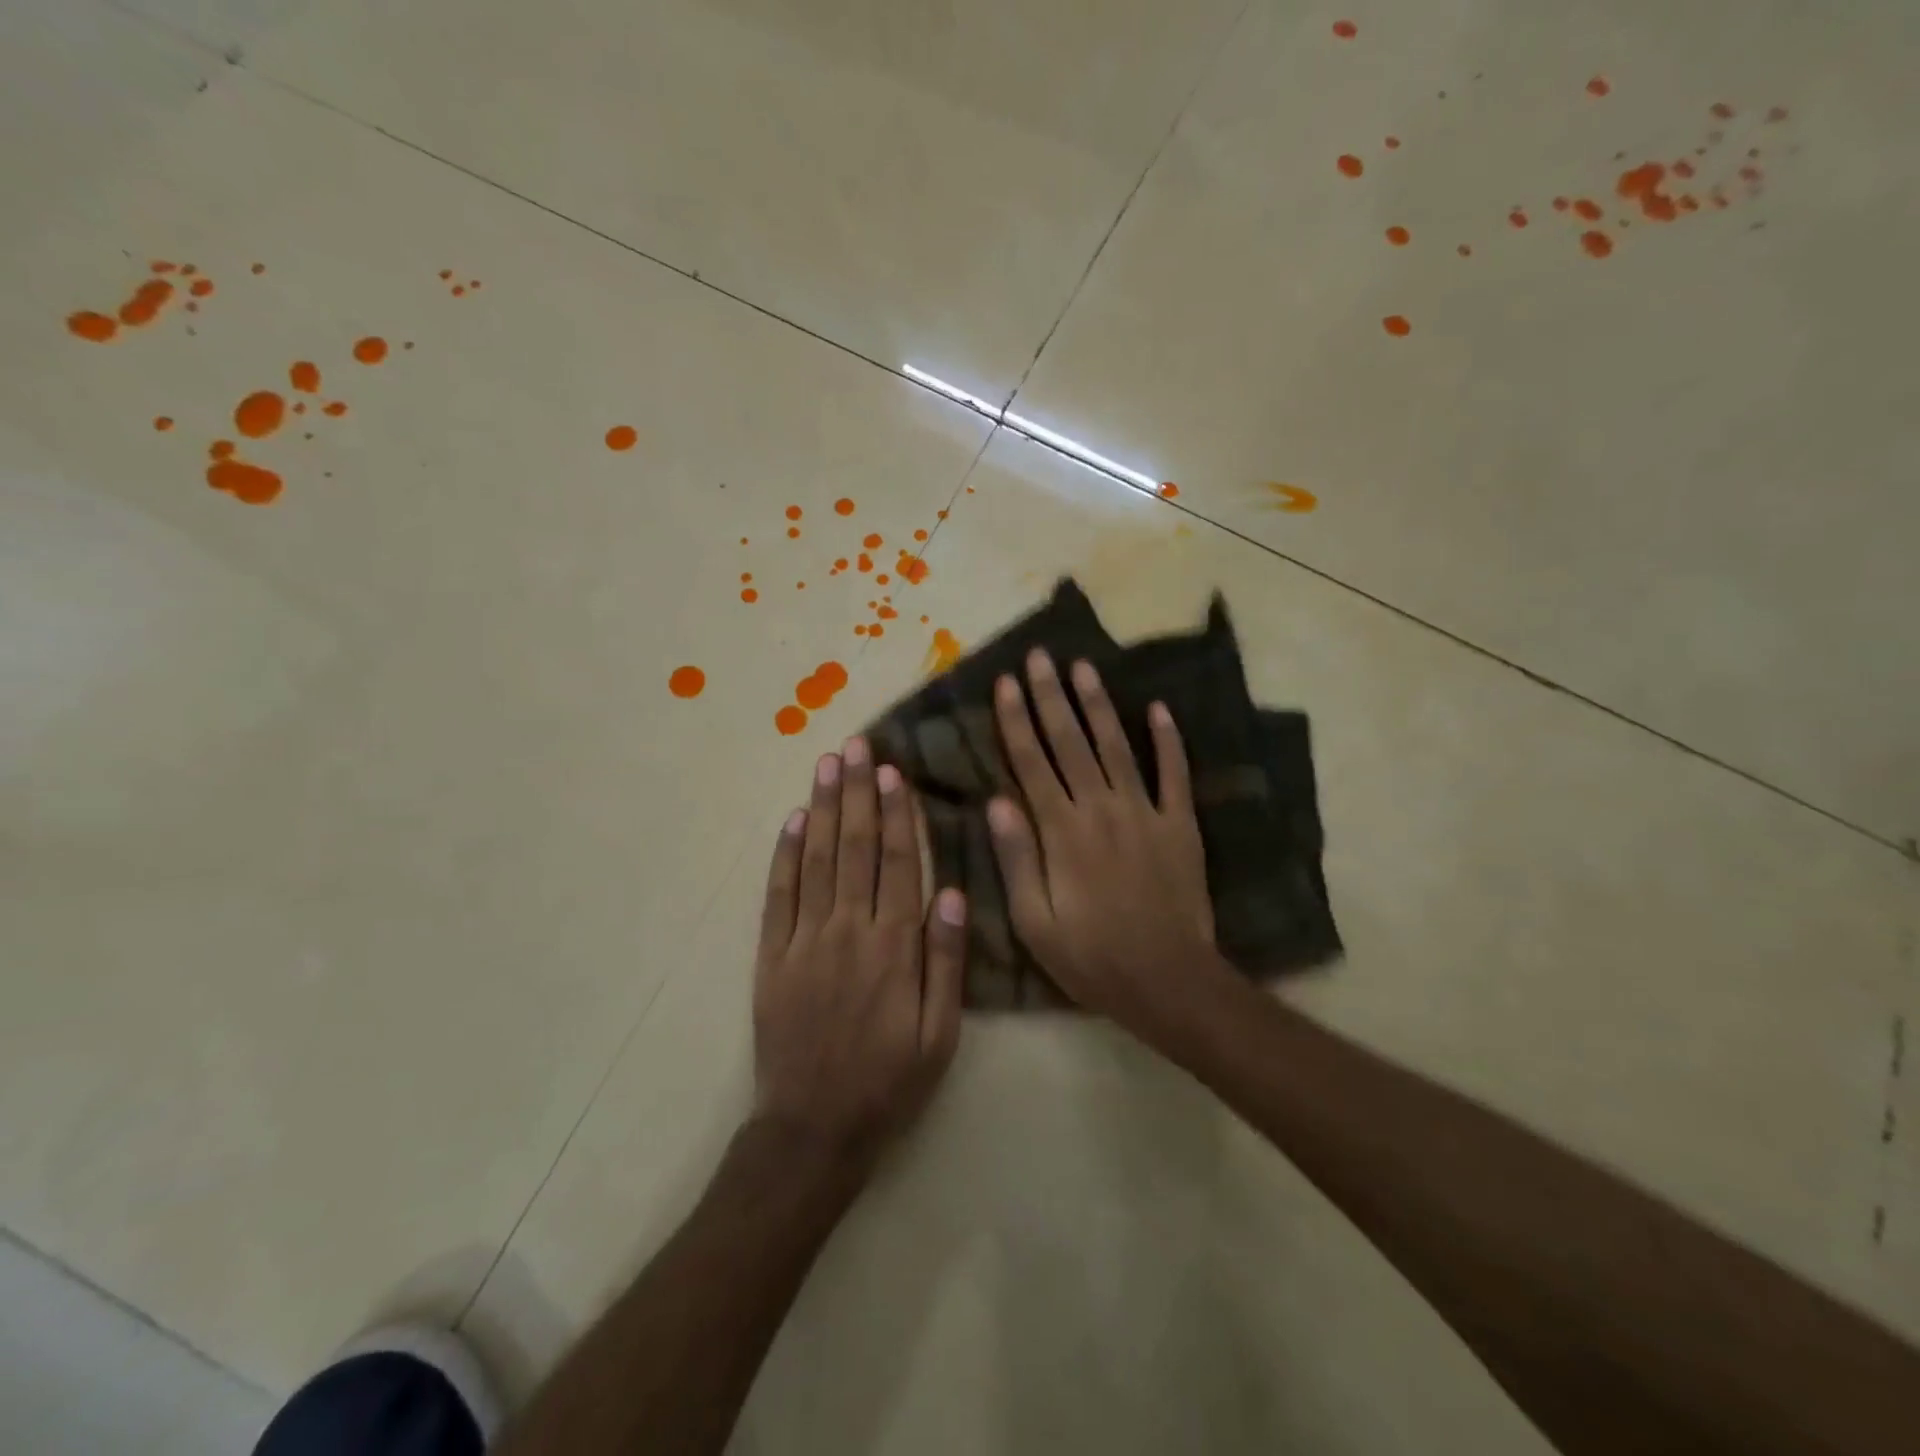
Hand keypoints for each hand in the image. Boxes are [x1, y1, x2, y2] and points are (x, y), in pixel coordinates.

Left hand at [753, 737, 967, 1167]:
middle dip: (856, 792)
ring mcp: (803, 941)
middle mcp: (847, 931)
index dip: (896, 813)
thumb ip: (946, 960)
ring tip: (827, 764)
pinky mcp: (771, 956)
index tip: (894, 771)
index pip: (897, 863)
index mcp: (893, 947)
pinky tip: (791, 820)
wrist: (814, 1130)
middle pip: (853, 847)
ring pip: (814, 860)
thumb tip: (953, 891)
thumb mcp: (941, 1034)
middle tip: (857, 746)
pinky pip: (777, 895)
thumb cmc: (889, 1082)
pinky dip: (783, 855)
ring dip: (821, 808)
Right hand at [988, 650, 1219, 1037]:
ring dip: (1098, 704)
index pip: (1031, 763)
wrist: (1169, 982)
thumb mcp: (1035, 922)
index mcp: (1062, 832)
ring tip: (1083, 667)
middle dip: (1051, 696)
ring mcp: (1145, 812)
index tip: (1005, 683)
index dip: (1016, 720)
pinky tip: (1158, 708)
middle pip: (1070, 742)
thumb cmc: (1092, 958)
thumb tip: (997, 801)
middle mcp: (1101, 809)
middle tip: (1039, 656)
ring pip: (1116, 746)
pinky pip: (1174, 774)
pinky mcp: (1180, 824)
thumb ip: (1016, 859)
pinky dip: (1167, 739)